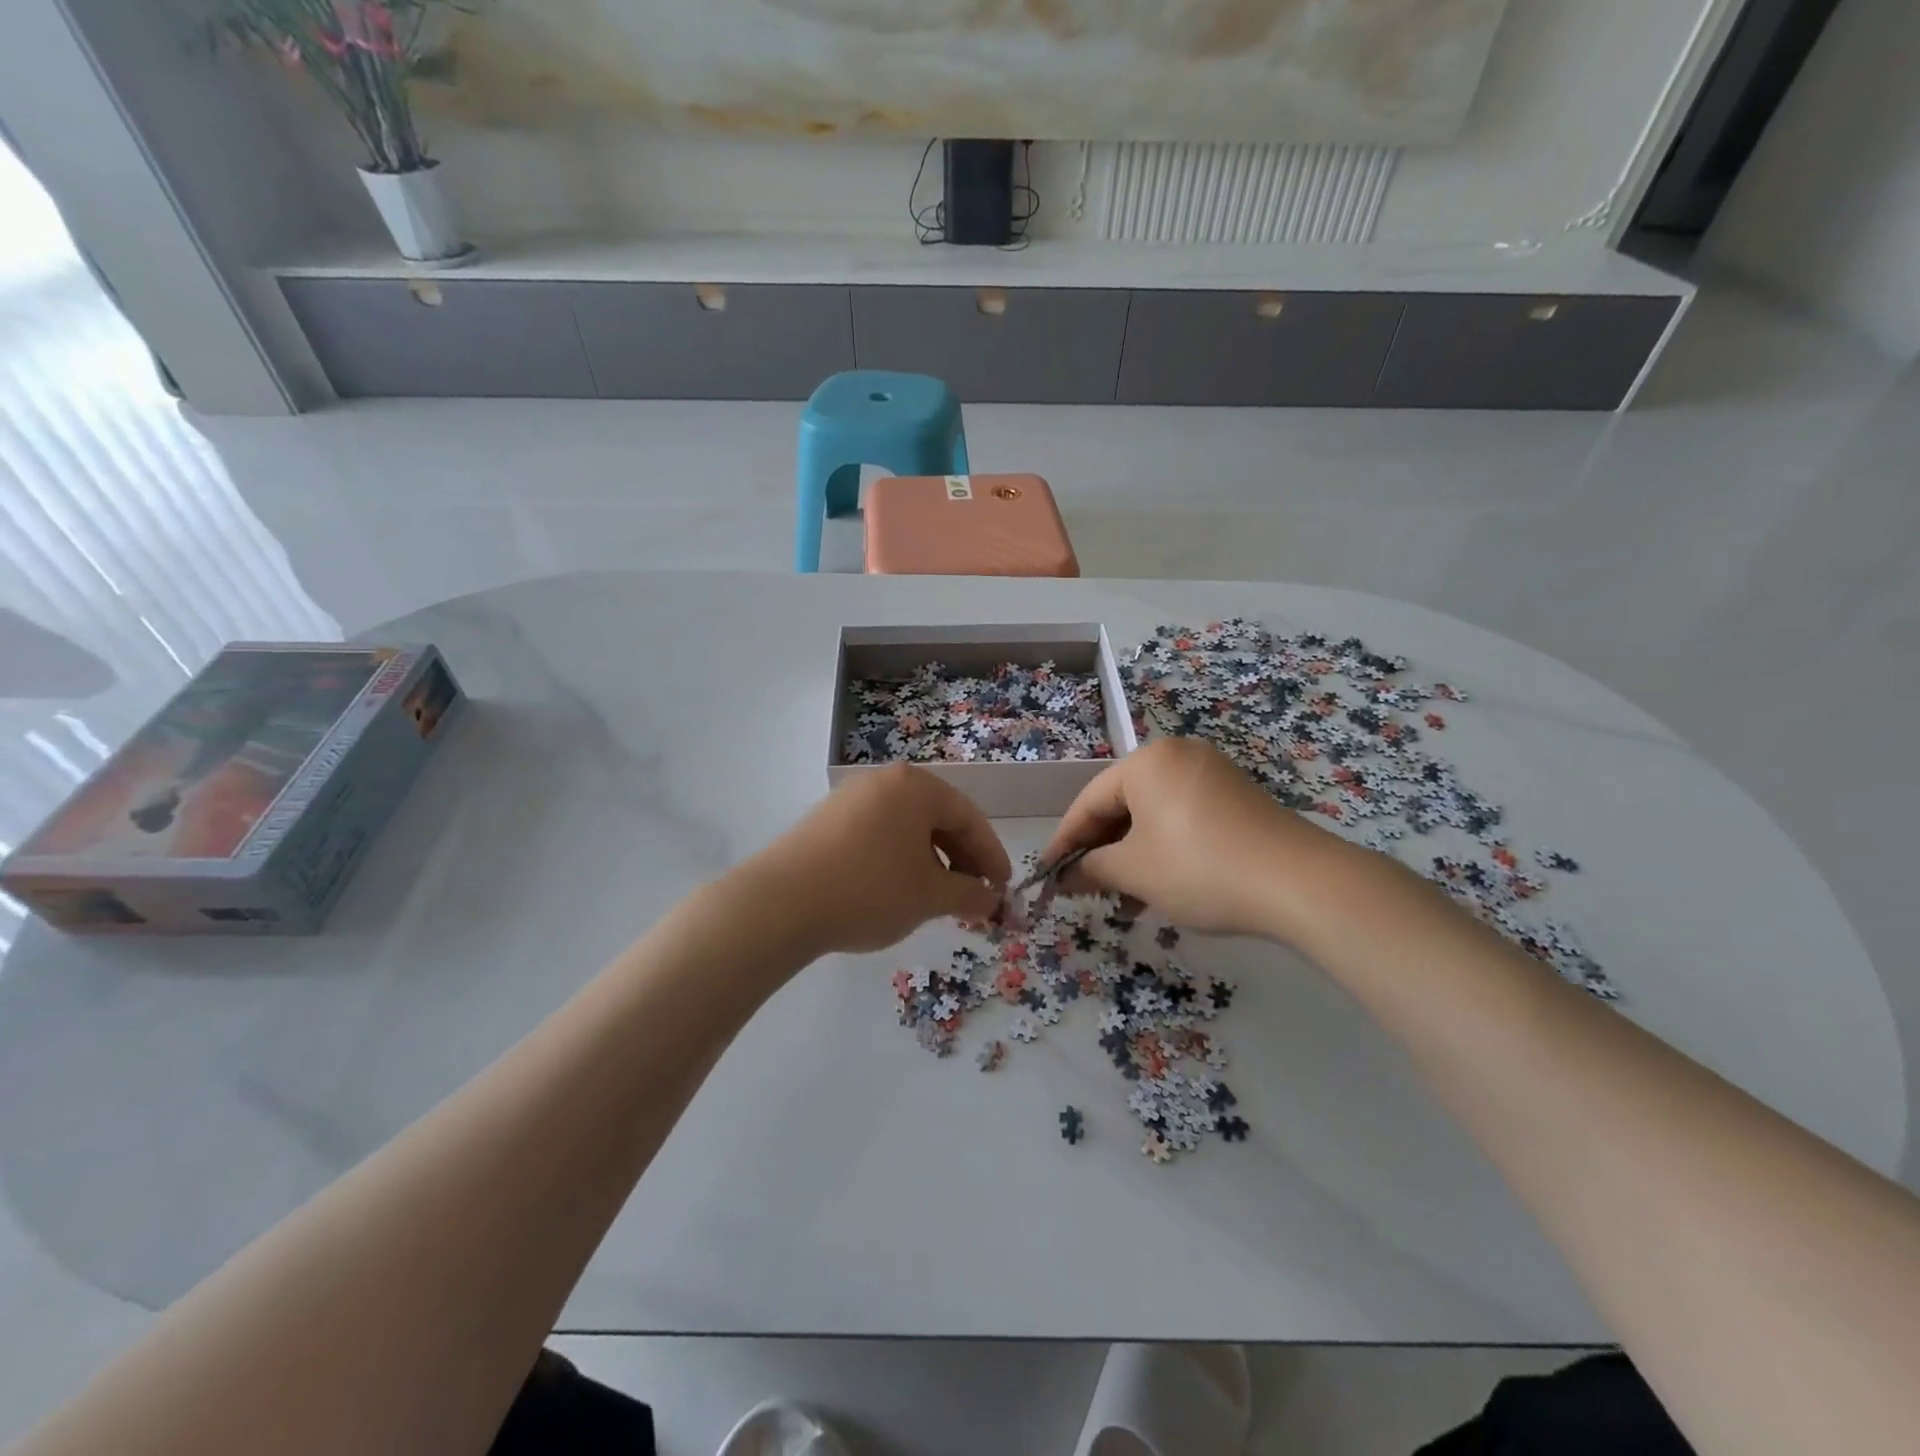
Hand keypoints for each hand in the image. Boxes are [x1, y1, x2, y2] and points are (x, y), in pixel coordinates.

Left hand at [755, 765, 1010, 955]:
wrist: (781, 903)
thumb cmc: (870, 890)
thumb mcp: (930, 896)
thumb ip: (970, 894)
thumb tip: (992, 899)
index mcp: (915, 787)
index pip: (968, 817)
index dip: (991, 855)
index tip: (1003, 887)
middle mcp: (884, 782)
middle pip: (937, 818)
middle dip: (961, 859)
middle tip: (974, 896)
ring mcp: (850, 798)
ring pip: (907, 828)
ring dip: (930, 862)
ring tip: (937, 898)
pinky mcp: (826, 820)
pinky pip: (878, 834)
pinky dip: (898, 859)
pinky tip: (897, 890)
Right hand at [1039, 738, 1347, 939]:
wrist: (1300, 884)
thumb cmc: (1200, 868)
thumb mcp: (1136, 872)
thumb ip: (1092, 869)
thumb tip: (1067, 876)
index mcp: (1147, 762)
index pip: (1089, 801)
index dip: (1065, 841)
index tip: (1047, 875)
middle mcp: (1178, 756)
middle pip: (1122, 805)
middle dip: (1102, 851)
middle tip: (1084, 888)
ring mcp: (1212, 774)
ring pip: (1154, 816)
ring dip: (1133, 856)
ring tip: (1123, 900)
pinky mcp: (1237, 797)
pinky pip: (1183, 818)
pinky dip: (1165, 849)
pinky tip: (1160, 888)